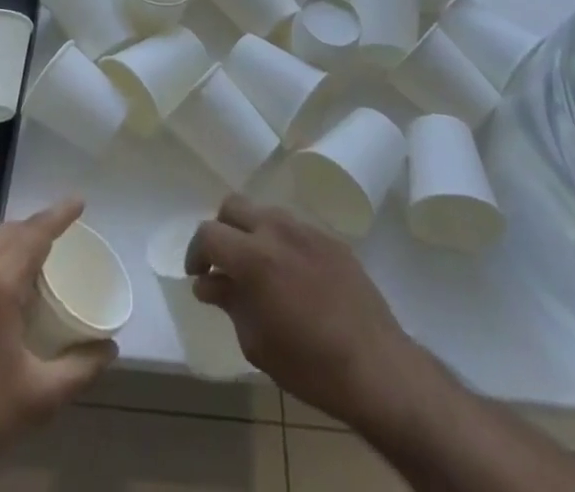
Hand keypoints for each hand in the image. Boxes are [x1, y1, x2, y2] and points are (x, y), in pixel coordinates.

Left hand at [0, 199, 115, 482]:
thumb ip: (80, 368)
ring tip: (29, 258)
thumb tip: (110, 349)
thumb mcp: (40, 397)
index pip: (35, 232)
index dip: (60, 214)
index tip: (78, 202)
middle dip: (35, 226)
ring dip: (9, 244)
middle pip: (9, 233)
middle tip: (59, 233)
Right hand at [188, 196, 420, 430]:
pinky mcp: (331, 238)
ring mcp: (306, 229)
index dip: (196, 252)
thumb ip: (229, 302)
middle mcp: (277, 229)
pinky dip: (281, 242)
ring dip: (252, 232)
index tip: (198, 275)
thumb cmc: (310, 366)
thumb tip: (208, 283)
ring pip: (265, 212)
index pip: (209, 233)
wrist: (377, 368)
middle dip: (221, 230)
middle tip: (223, 263)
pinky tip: (292, 275)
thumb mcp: (257, 342)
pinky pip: (295, 228)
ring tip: (258, 268)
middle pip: (233, 206)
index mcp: (253, 256)